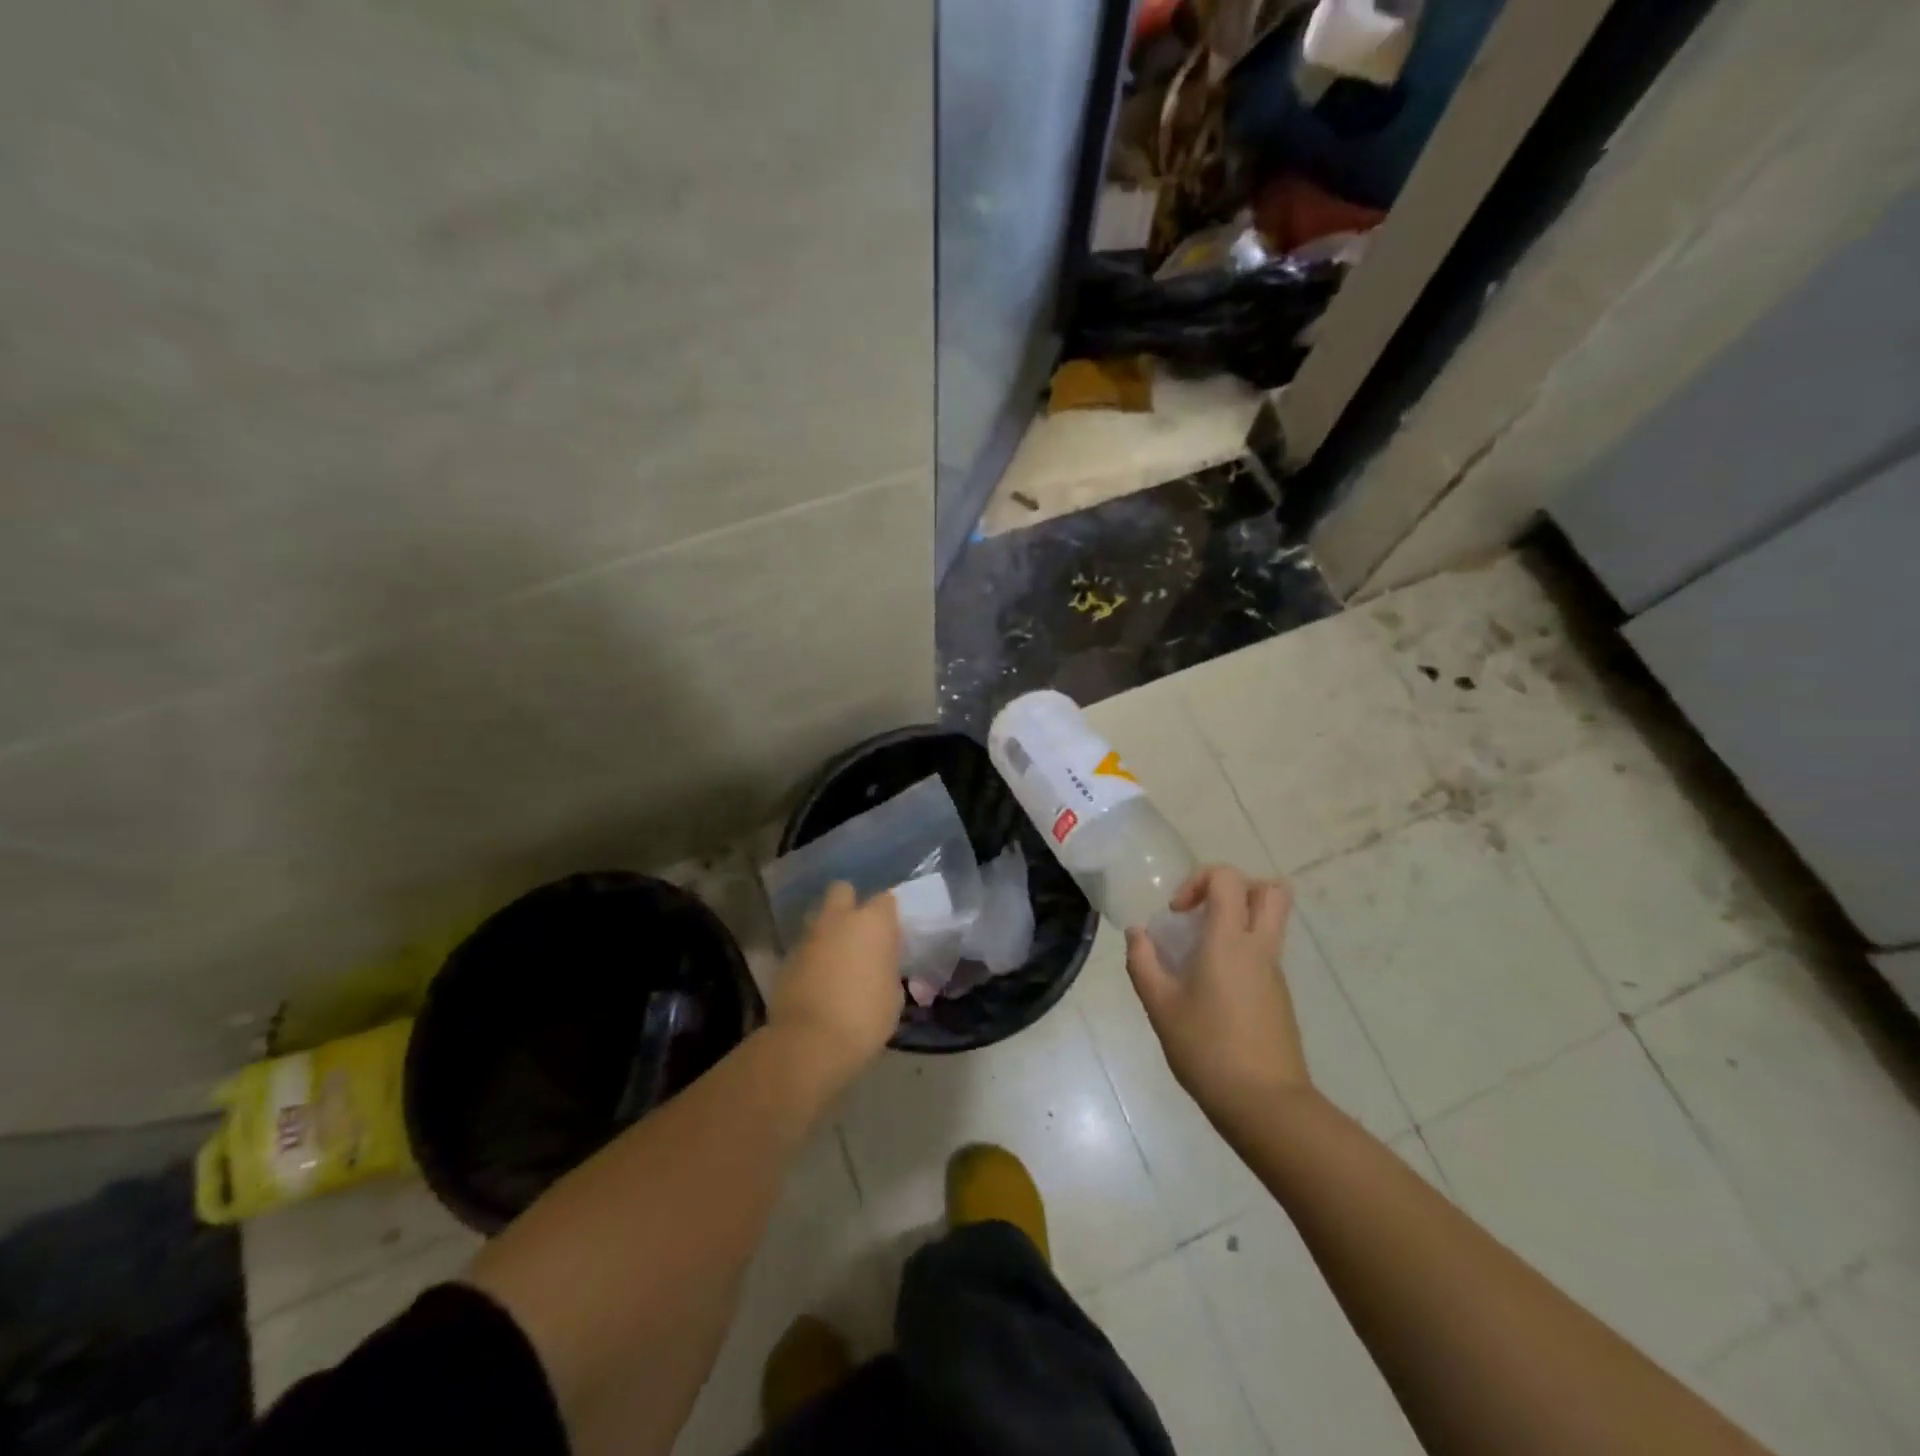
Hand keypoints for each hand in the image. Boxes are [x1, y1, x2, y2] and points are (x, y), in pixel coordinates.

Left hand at [768, 882, 903, 1081]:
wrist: (809, 1042)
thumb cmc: (864, 1018)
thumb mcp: (893, 995)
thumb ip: (887, 968)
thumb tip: (879, 965)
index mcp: (872, 923)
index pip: (885, 900)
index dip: (887, 916)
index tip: (890, 936)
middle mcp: (839, 919)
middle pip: (843, 891)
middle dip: (849, 905)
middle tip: (858, 934)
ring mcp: (809, 936)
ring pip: (819, 917)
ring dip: (828, 930)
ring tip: (836, 957)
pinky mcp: (786, 957)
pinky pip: (804, 946)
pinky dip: (811, 956)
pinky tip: (817, 979)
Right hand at [1125, 864, 1310, 1115]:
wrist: (1265, 1104)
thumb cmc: (1207, 1049)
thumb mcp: (1160, 1006)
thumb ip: (1143, 963)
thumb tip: (1137, 933)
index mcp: (1229, 940)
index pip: (1228, 878)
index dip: (1199, 880)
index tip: (1177, 914)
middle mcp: (1259, 947)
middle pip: (1271, 890)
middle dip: (1236, 888)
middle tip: (1204, 913)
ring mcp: (1275, 972)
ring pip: (1270, 921)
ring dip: (1238, 920)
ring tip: (1201, 952)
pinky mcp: (1279, 996)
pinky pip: (1265, 953)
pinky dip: (1241, 952)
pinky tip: (1212, 989)